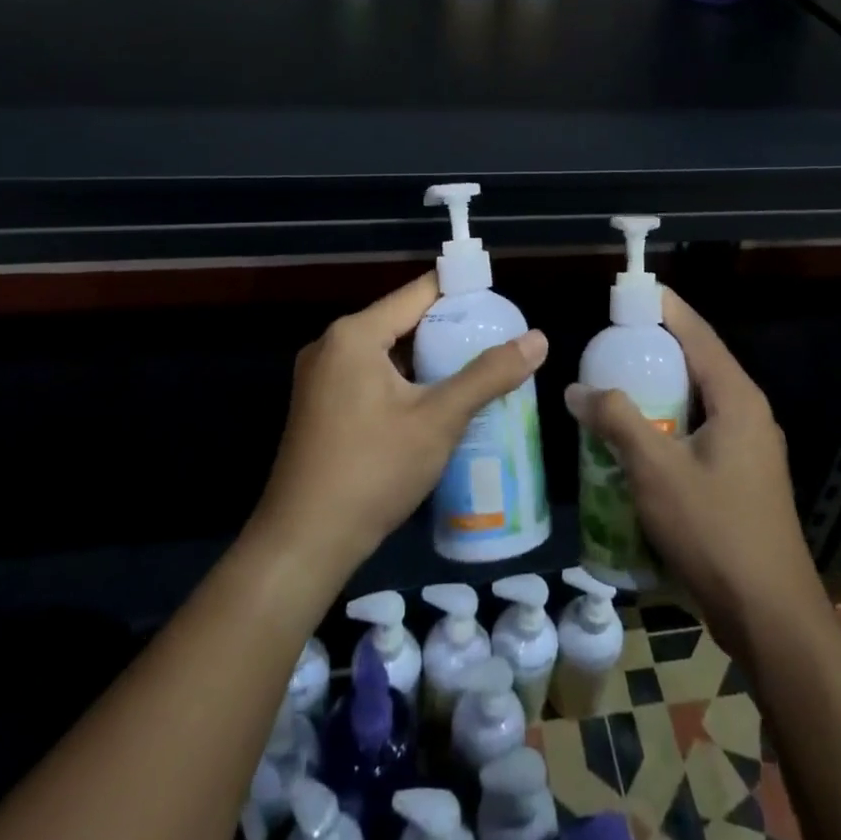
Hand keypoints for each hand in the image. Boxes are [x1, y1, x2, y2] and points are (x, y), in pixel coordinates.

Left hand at [253, 273, 548, 579]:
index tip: (500, 304)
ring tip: (477, 369)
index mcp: (354, 334)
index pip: (419, 292)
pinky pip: (371, 376)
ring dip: (428, 359)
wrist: (301, 546)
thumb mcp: (438, 420)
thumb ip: (488, 375)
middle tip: (496, 341)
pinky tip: (437, 402)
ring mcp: (320, 378)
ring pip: (387, 351)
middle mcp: (332, 345)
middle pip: (402, 320)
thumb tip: (538, 339)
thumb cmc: (372, 472)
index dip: (462, 293)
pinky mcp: (320, 407)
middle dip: (449, 330)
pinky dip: (404, 381)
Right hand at [565, 289, 820, 659]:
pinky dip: (668, 423)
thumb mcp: (656, 471)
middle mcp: (748, 414)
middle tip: (611, 339)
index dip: (666, 308)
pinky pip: (700, 431)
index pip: (698, 334)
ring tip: (616, 383)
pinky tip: (636, 438)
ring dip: (660, 389)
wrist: (771, 617)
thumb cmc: (716, 532)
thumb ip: (617, 421)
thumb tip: (577, 390)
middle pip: (698, 364)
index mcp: (737, 399)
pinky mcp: (742, 478)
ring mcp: (749, 449)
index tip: (632, 290)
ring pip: (698, 401)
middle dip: (656, 348)